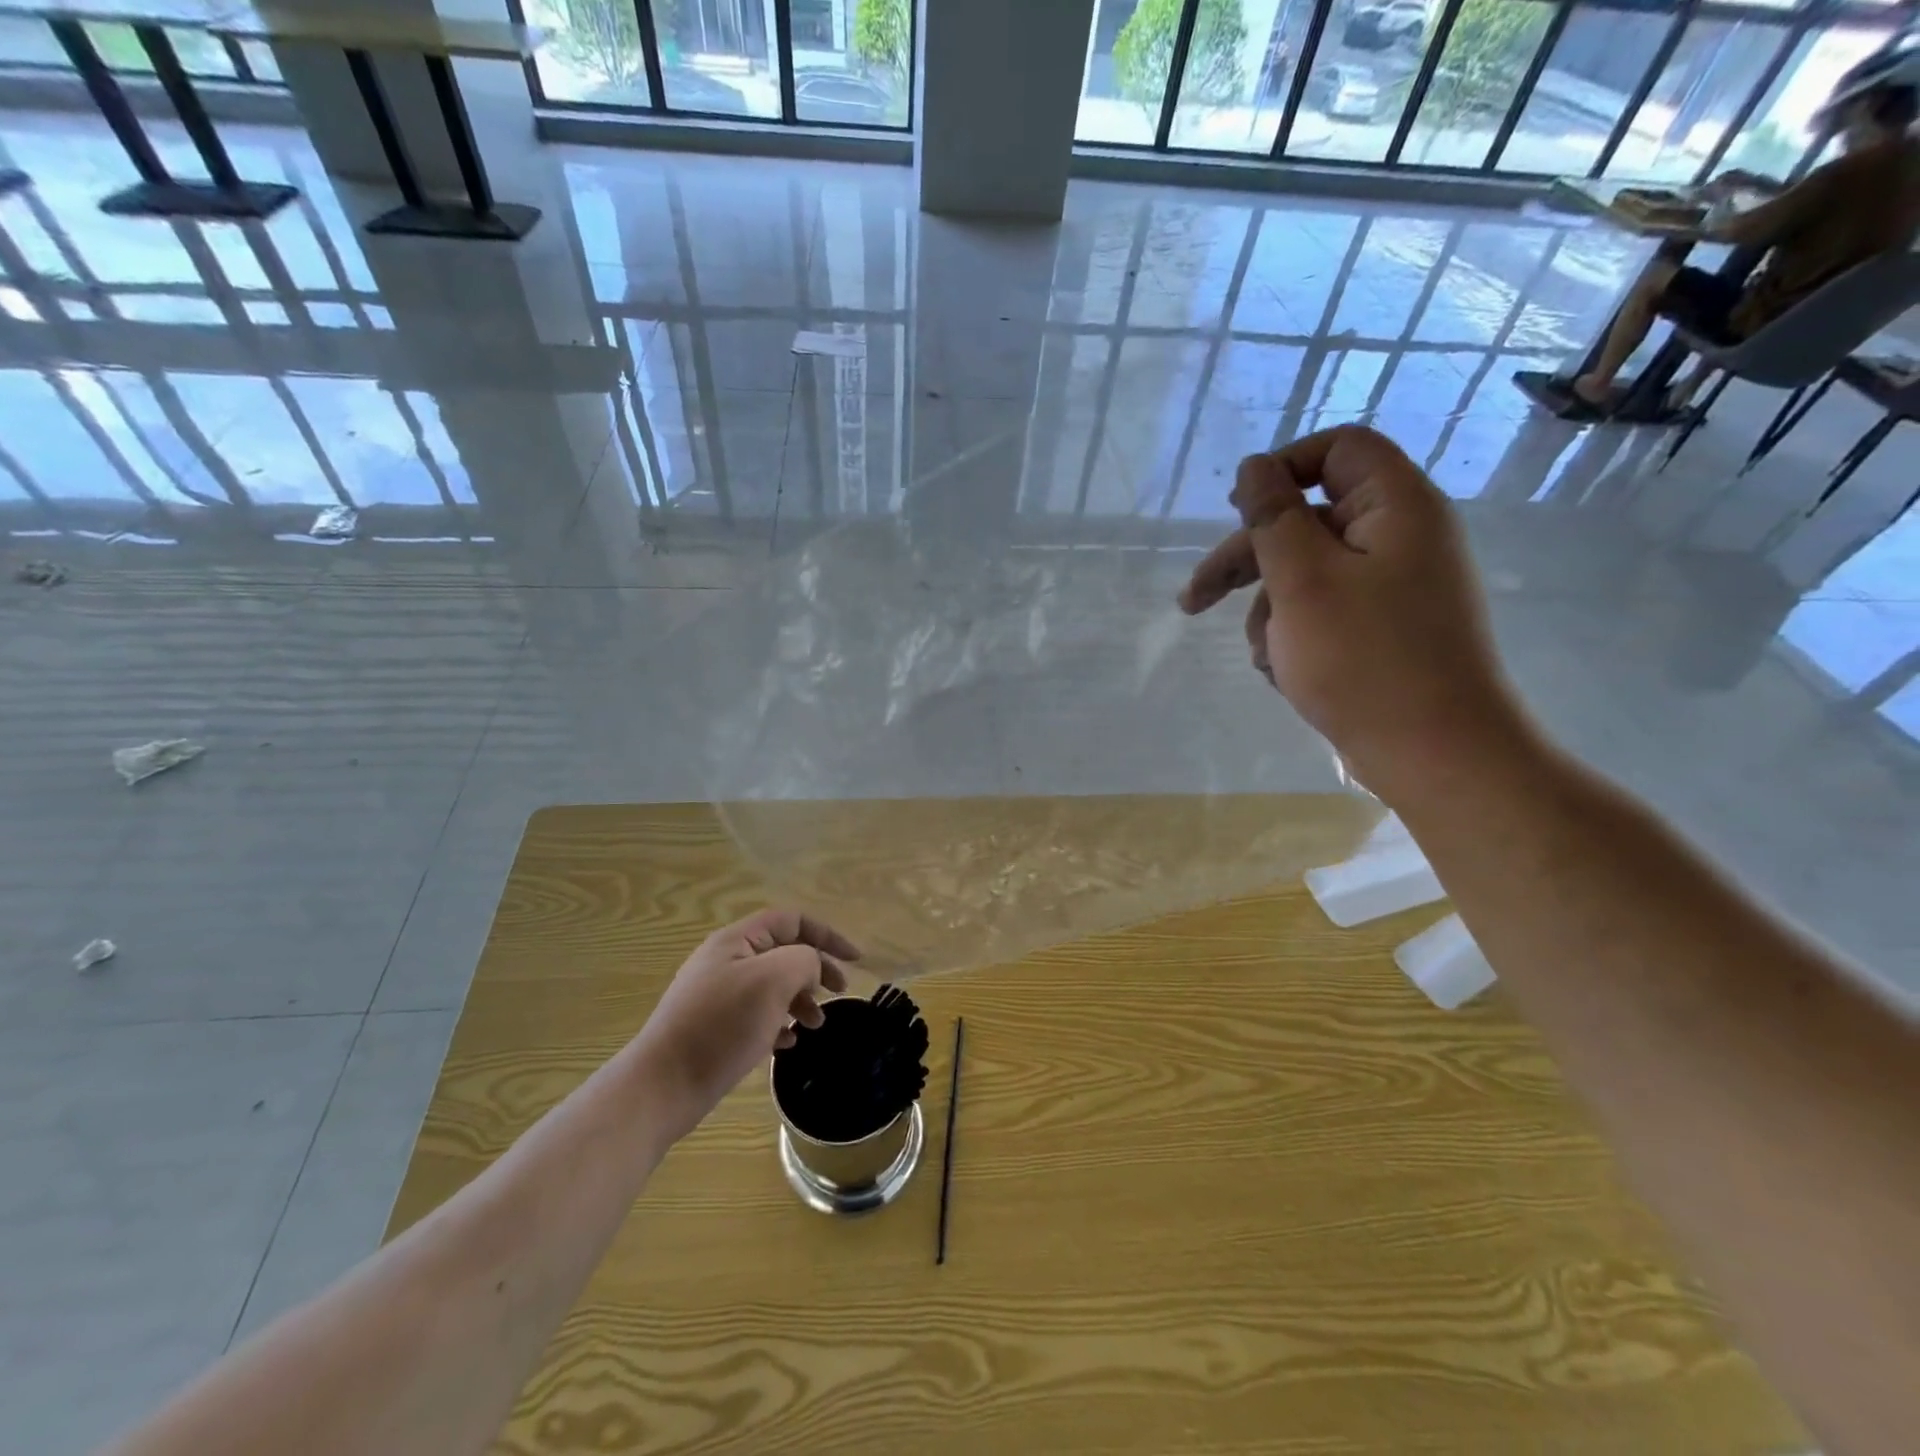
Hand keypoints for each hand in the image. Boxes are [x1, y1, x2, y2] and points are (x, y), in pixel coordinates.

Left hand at [633, 909, 853, 1142]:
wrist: (662, 1085)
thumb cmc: (721, 1025)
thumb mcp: (773, 980)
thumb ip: (804, 960)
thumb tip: (810, 967)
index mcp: (737, 940)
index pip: (792, 920)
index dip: (827, 935)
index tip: (856, 960)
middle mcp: (726, 960)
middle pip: (784, 952)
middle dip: (815, 970)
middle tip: (838, 994)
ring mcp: (718, 995)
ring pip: (772, 985)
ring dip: (800, 1000)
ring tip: (815, 1025)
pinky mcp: (714, 1027)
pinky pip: (756, 1014)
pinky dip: (778, 1022)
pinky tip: (786, 1043)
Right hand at [1177, 426, 1531, 807]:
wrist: (1435, 754)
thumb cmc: (1364, 660)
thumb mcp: (1301, 581)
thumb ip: (1272, 517)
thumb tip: (1253, 467)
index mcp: (1395, 507)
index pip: (1338, 449)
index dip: (1282, 468)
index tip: (1237, 510)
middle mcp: (1401, 537)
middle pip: (1308, 520)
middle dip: (1248, 560)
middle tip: (1193, 600)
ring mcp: (1395, 588)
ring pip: (1308, 575)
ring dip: (1269, 610)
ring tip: (1264, 657)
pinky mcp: (1385, 630)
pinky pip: (1325, 612)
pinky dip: (1295, 636)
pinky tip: (1284, 673)